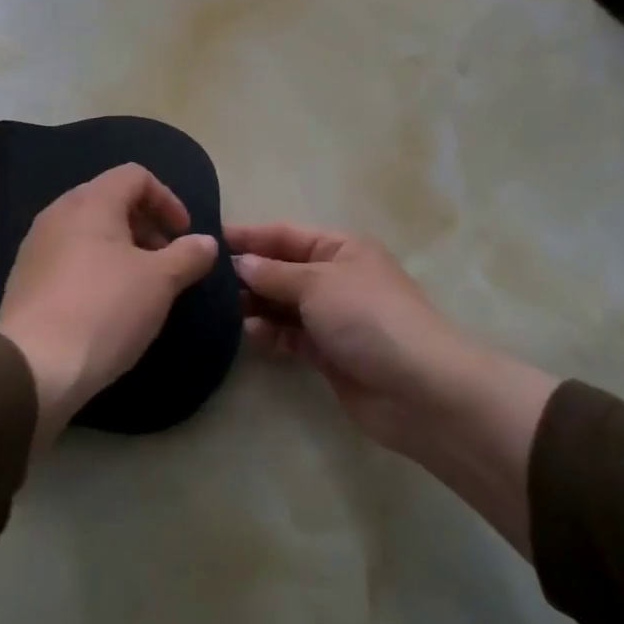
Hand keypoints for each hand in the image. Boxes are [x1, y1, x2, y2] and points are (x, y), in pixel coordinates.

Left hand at [0, 164, 219, 450]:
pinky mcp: (25, 278)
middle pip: (109, 200)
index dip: (167, 199)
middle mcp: (58, 214)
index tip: (183, 234)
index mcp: (90, 202)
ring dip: (120, 248)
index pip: (135, 176)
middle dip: (144, 225)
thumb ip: (188, 256)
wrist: (34, 365)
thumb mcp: (160, 282)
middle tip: (165, 260)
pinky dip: (95, 267)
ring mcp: (36, 246)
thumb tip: (207, 242)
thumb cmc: (104, 310)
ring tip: (140, 285)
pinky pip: (68, 258)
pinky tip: (107, 305)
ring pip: (87, 231)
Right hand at [229, 222, 556, 556]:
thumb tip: (240, 263)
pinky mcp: (328, 353)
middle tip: (204, 278)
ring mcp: (333, 317)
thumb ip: (275, 273)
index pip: (285, 234)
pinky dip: (269, 333)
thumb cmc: (368, 318)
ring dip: (255, 304)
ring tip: (218, 308)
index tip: (210, 238)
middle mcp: (336, 278)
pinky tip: (246, 333)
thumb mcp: (318, 283)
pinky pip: (290, 335)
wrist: (419, 389)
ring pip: (283, 303)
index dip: (249, 235)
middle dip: (248, 272)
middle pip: (283, 268)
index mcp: (341, 248)